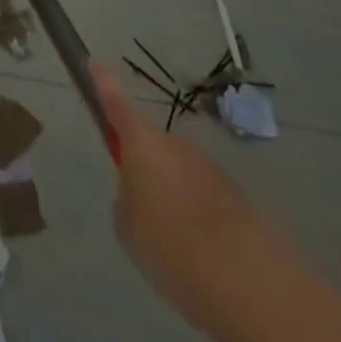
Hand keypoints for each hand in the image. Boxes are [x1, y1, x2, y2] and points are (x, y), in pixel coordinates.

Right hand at [91, 65, 267, 332]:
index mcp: (141, 142)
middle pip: (154, 146)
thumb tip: (138, 196)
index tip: (95, 62)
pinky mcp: (240, 198)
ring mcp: (210, 168)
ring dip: (179, 197)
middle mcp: (175, 144)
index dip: (103, 82)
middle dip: (149, 169)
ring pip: (184, 175)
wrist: (245, 278)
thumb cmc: (169, 242)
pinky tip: (206, 253)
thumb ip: (127, 200)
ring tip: (180, 241)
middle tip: (147, 209)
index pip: (115, 101)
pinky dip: (204, 218)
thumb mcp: (128, 225)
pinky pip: (210, 200)